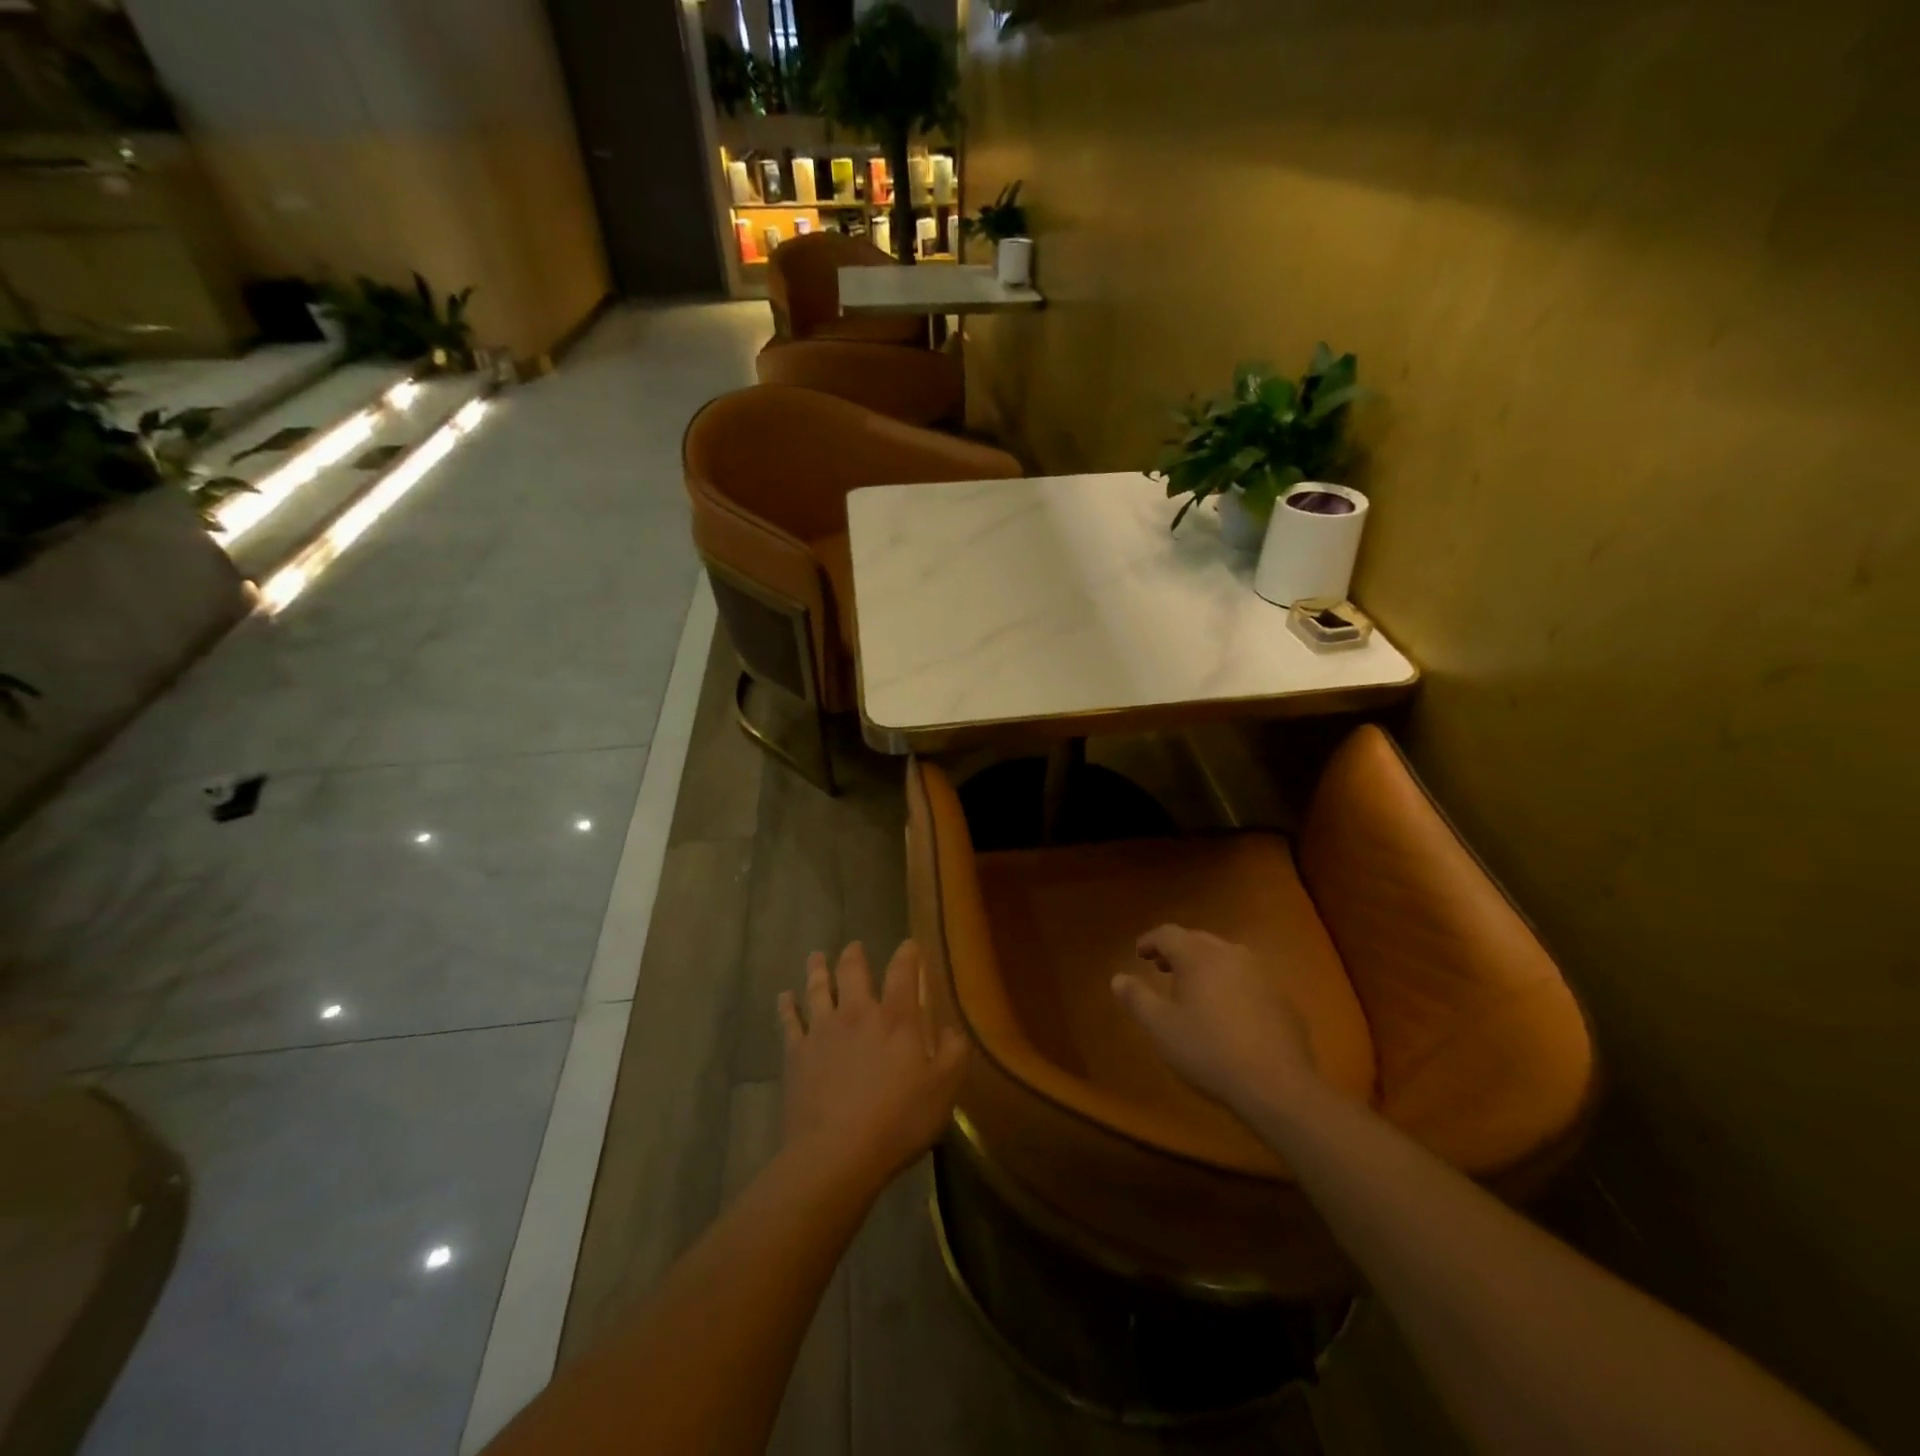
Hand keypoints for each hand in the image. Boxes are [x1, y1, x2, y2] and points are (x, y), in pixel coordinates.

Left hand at [779, 941, 967, 1186]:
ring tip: (816, 956)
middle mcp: (858, 1013)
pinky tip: (784, 997)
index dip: (907, 954)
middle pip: (853, 972)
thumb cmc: (898, 1121)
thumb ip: (954, 1053)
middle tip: (853, 946)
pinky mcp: (797, 1054)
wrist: (836, 1153)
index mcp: (897, 1019)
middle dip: (855, 955)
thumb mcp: (943, 1090)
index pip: (903, 972)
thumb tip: (954, 1029)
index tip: (909, 943)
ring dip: (818, 970)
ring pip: (818, 989)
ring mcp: (823, 1031)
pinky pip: (789, 1021)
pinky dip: (786, 1006)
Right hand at [1112, 925, 1320, 1115]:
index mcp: (1199, 956)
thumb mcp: (1160, 1028)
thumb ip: (1136, 998)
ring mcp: (1262, 975)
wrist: (1277, 1086)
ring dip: (1205, 965)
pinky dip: (1231, 984)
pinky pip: (1249, 979)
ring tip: (1194, 988)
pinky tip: (1229, 1013)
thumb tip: (1118, 978)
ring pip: (1226, 957)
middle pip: (1198, 940)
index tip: (1139, 954)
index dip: (1150, 941)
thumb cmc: (1208, 1051)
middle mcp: (1231, 954)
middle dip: (1177, 950)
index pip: (1168, 934)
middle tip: (1161, 968)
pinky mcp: (1282, 999)